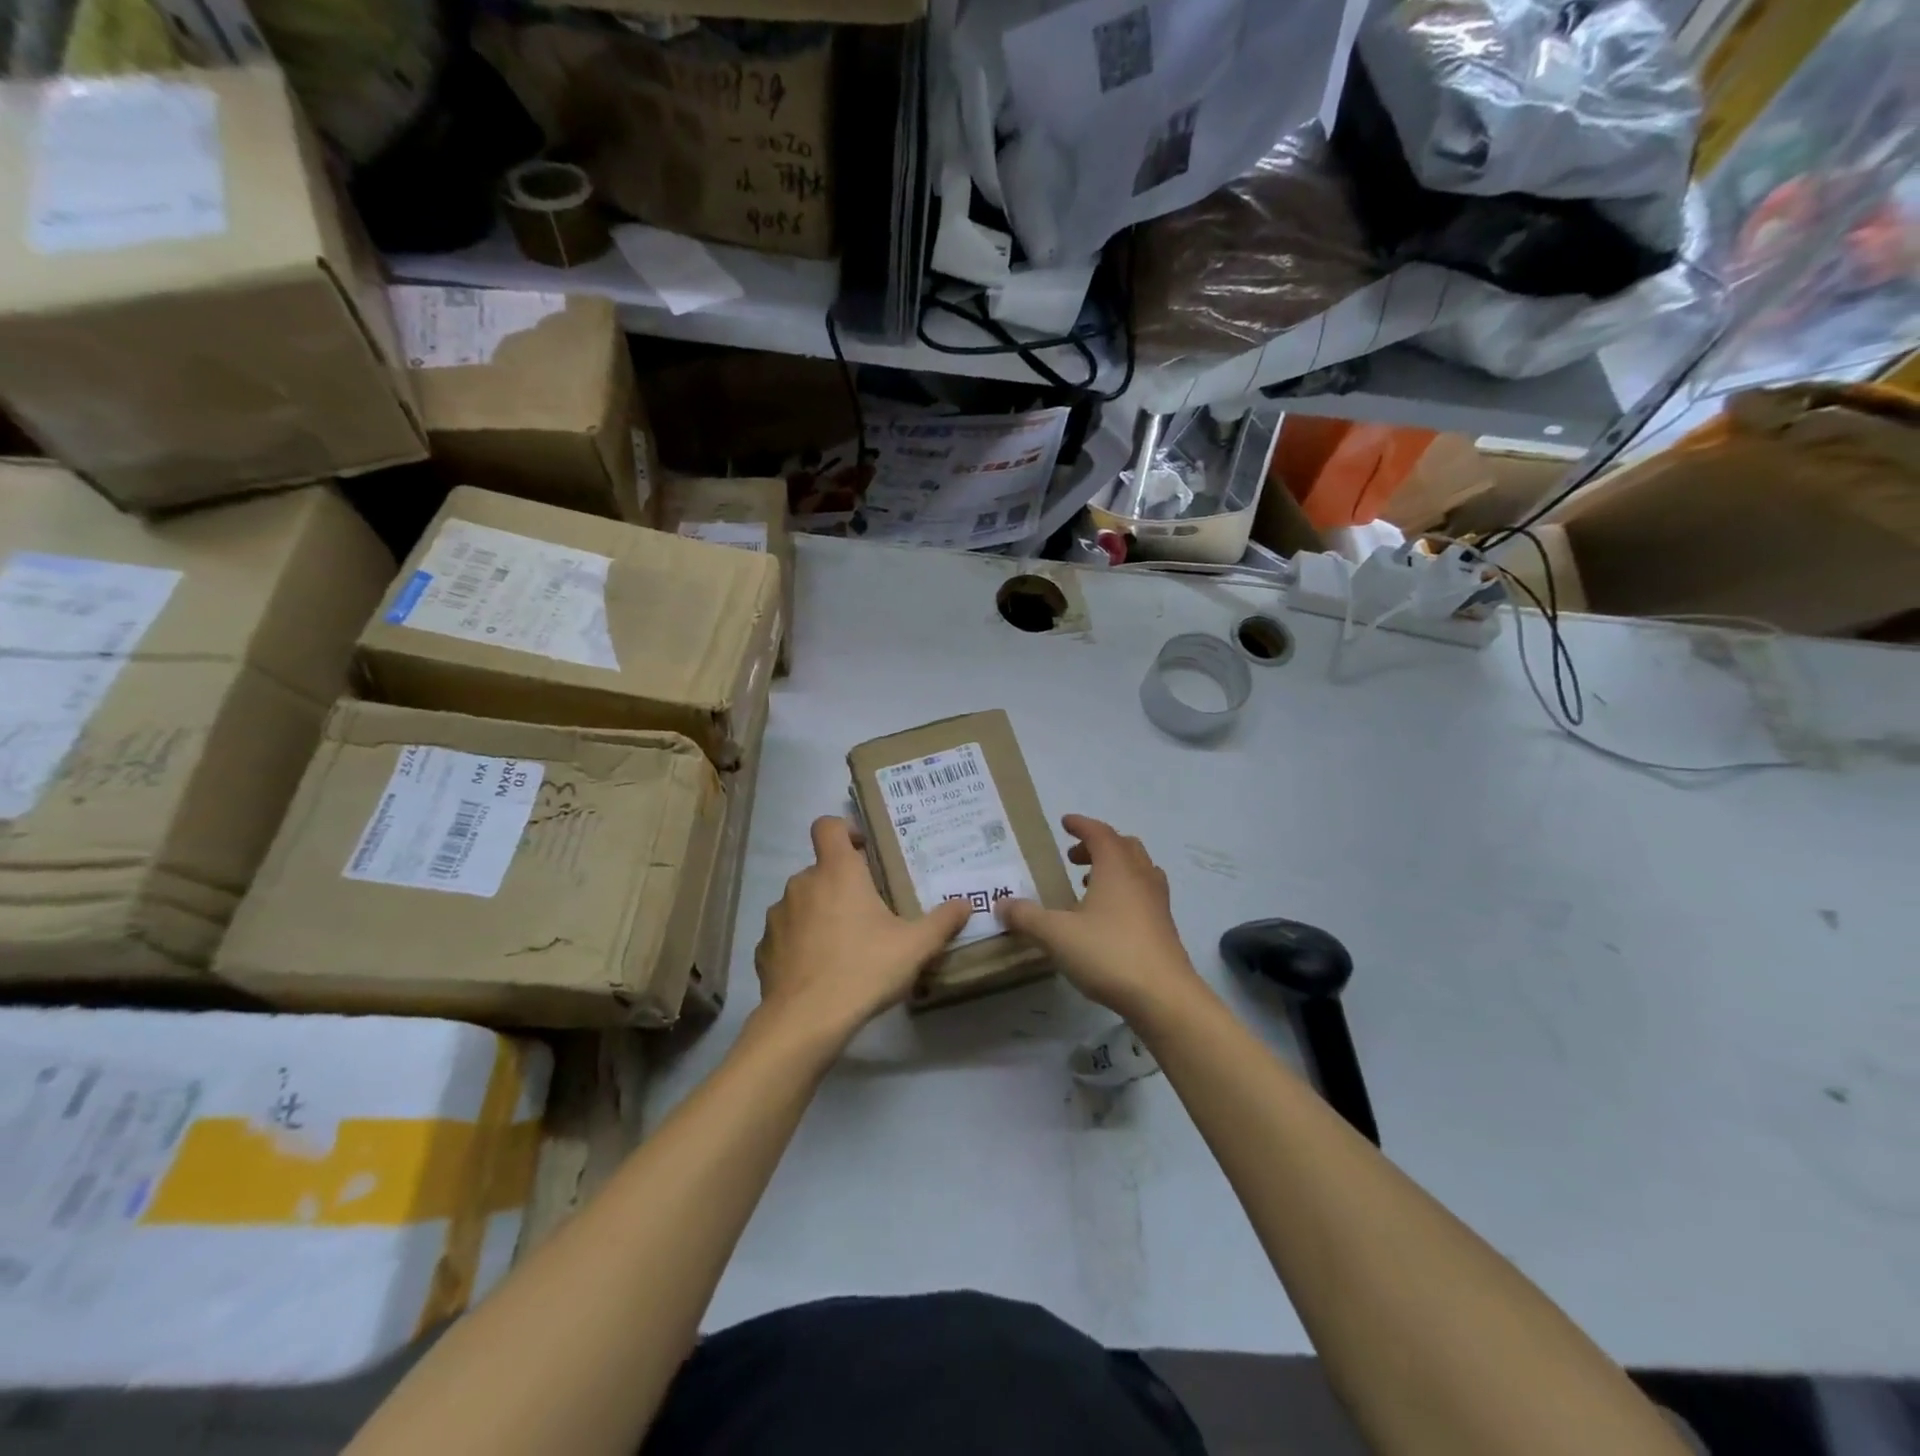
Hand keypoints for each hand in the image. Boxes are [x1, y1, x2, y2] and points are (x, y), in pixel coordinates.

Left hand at [754, 816, 971, 1043]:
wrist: (806, 1020)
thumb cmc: (864, 969)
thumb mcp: (915, 946)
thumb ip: (942, 921)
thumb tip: (965, 904)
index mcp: (837, 872)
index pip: (828, 826)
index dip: (845, 830)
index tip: (864, 851)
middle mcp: (802, 884)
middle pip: (821, 869)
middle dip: (843, 884)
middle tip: (869, 912)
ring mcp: (778, 916)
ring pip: (803, 902)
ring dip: (821, 913)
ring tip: (844, 945)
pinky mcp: (764, 948)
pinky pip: (787, 935)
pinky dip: (801, 943)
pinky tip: (819, 970)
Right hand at [996, 815, 1204, 1020]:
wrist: (1164, 996)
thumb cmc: (1109, 953)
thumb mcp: (1056, 934)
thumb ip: (1026, 916)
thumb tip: (1001, 904)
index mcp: (1116, 868)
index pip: (1099, 833)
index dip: (1081, 825)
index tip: (1065, 823)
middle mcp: (1140, 876)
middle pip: (1123, 846)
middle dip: (1097, 845)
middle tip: (1073, 857)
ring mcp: (1157, 902)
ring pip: (1138, 869)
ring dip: (1114, 867)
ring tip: (1088, 885)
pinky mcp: (1164, 926)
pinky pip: (1144, 893)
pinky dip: (1125, 891)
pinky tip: (1108, 917)